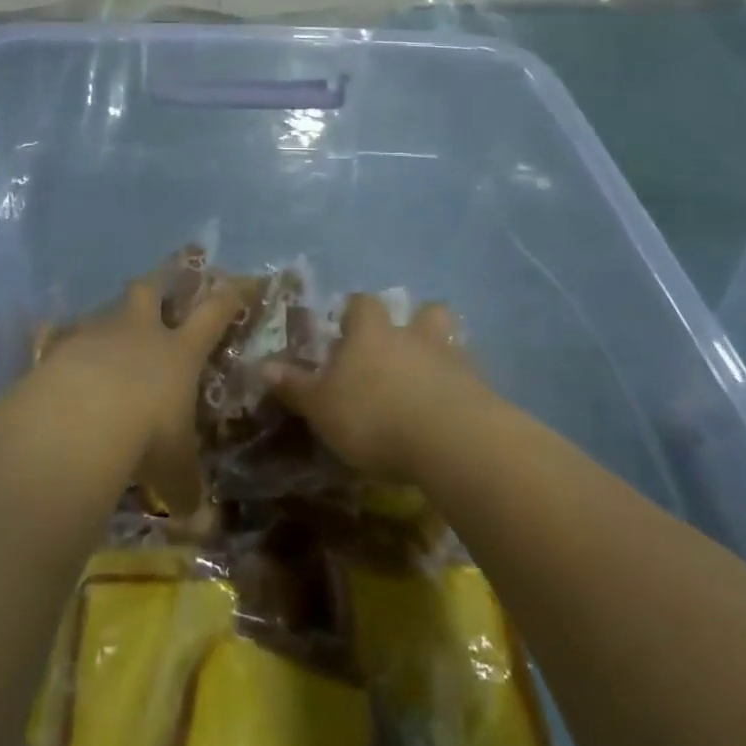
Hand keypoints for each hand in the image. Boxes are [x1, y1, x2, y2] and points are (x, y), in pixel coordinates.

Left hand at [32, 277, 244, 510]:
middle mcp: (140, 333)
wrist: (79, 419)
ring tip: (108, 330)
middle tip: (160, 284)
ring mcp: (96, 335)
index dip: (231, 295)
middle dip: (159, 282)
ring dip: (110, 318)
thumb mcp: (174, 470)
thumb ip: (186, 489)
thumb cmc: (145, 436)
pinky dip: (64, 346)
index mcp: (179, 352)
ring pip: (106, 311)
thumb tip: (200, 522)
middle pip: (151, 290)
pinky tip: (58, 357)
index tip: (242, 281)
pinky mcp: (58, 348)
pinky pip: (61, 338)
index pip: (214, 313)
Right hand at [264, 294, 484, 481]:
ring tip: (431, 376)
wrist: (450, 441)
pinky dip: (461, 389)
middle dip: (415, 321)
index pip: (362, 304)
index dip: (353, 311)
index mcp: (372, 333)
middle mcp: (414, 336)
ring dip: (443, 351)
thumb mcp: (322, 407)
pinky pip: (470, 379)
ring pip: (452, 340)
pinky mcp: (482, 390)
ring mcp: (453, 360)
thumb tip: (263, 365)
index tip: (346, 325)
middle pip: (423, 311)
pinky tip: (452, 410)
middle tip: (400, 345)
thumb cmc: (373, 416)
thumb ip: (295, 386)